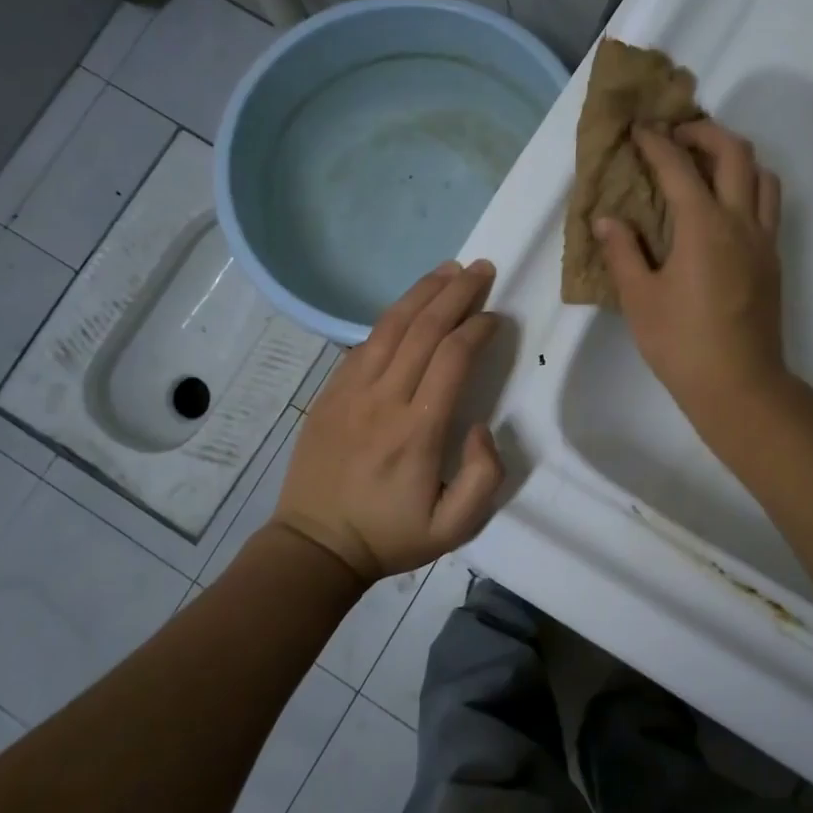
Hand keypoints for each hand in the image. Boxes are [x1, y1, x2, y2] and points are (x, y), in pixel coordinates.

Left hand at [273, 260, 505, 586]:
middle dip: (456, 293)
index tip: (496, 318)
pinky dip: (391, 318)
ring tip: (449, 270)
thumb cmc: (390, 536)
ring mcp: (351, 392)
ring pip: (390, 326)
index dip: (477, 329)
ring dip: (422, 293)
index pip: (452, 358)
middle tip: (481, 268)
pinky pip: (364, 343)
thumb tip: (481, 427)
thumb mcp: (454, 529)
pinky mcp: (330, 393)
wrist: (316, 545)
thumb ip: (484, 477)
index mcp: (417, 431)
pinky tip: (409, 306)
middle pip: (423, 329)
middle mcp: (383, 400)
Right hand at [595, 120, 787, 424]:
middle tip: (675, 137)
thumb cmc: (681, 344)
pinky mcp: (772, 261)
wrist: (739, 386)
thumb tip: (607, 220)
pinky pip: (768, 205)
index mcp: (703, 226)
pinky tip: (721, 210)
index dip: (657, 142)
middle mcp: (740, 222)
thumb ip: (622, 253)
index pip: (679, 167)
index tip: (639, 130)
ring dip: (735, 158)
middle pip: (735, 153)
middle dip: (704, 133)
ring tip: (704, 167)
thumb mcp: (639, 300)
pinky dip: (747, 188)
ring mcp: (763, 241)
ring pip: (762, 176)